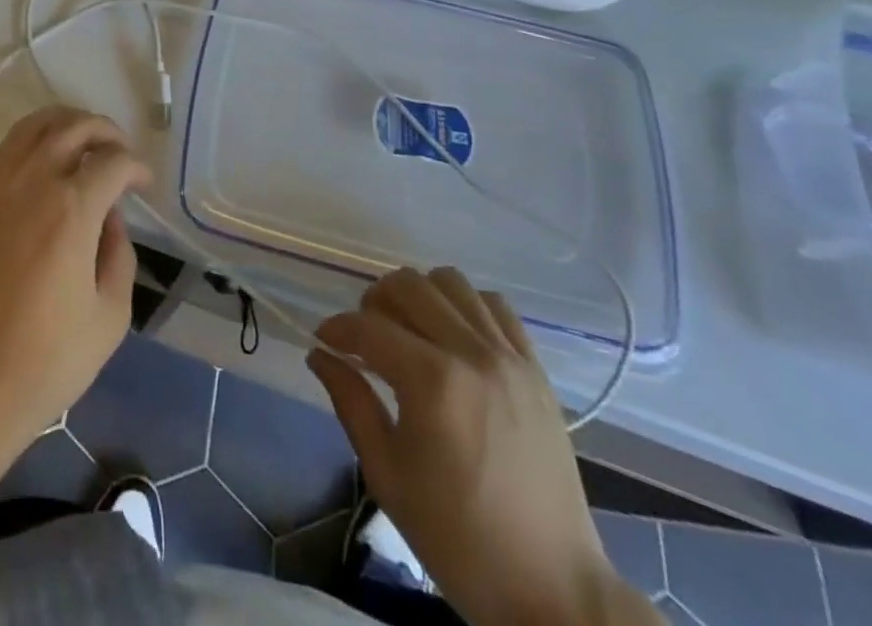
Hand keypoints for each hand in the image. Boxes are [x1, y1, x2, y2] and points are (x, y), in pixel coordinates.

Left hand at [0, 107, 151, 469]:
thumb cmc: (45, 361)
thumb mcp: (110, 316)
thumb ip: (119, 255)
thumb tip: (111, 219)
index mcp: (72, 208)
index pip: (113, 162)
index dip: (136, 168)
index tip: (144, 185)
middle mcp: (33, 180)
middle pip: (74, 127)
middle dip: (105, 131)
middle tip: (120, 152)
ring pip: (35, 125)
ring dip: (66, 124)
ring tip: (84, 144)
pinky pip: (4, 147)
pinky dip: (29, 141)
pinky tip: (41, 164)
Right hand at [308, 267, 629, 625]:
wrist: (552, 589)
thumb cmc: (458, 538)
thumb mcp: (387, 475)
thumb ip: (351, 402)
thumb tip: (319, 354)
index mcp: (432, 382)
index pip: (368, 326)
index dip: (337, 328)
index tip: (324, 341)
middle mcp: (471, 353)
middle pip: (408, 285)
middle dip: (374, 301)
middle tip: (365, 336)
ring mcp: (509, 356)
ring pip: (451, 282)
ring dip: (420, 295)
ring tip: (410, 330)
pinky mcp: (535, 368)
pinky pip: (495, 306)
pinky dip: (466, 306)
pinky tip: (454, 338)